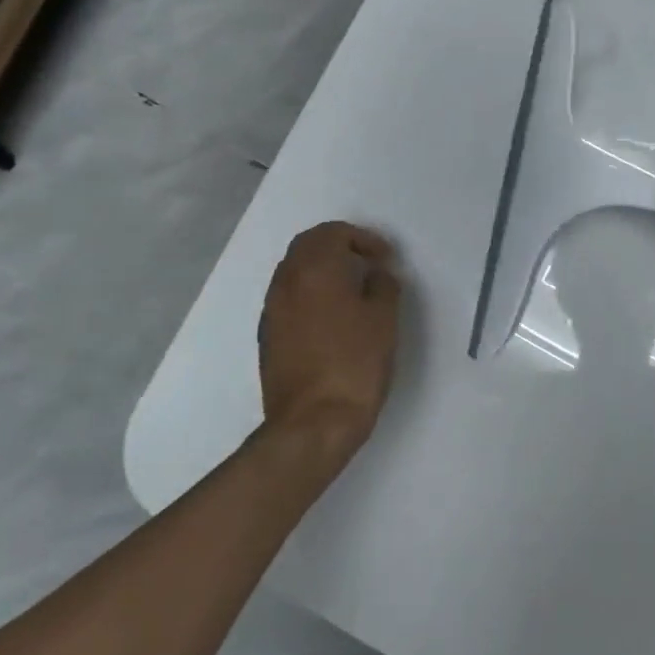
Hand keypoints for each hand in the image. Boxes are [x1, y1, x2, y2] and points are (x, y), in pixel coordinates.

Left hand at [258, 222, 402, 467]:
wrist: (313, 422)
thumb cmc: (355, 363)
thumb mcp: (384, 319)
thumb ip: (383, 285)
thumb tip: (376, 274)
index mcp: (314, 270)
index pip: (333, 232)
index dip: (363, 238)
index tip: (386, 258)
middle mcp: (286, 282)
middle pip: (307, 246)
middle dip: (339, 247)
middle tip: (368, 264)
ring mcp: (272, 310)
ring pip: (295, 271)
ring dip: (323, 270)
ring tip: (353, 290)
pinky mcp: (268, 336)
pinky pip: (289, 298)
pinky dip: (311, 293)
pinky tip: (334, 317)